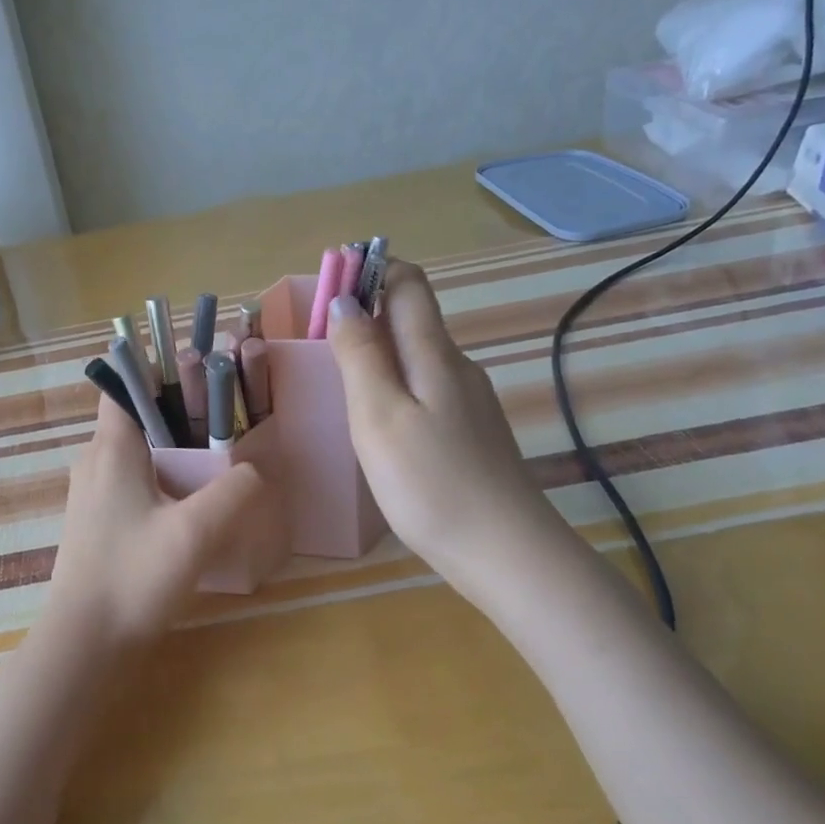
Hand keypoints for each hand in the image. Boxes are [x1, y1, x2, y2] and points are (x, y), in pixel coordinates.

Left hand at [45, 394, 269, 647]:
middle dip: (182, 413)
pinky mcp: (99, 522)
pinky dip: (165, 481)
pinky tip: (195, 505)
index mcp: (111, 449)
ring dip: (176, 451)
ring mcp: (93, 494)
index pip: (125, 385)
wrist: (84, 644)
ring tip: (220, 462)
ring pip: (139, 453)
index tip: (204, 372)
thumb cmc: (133, 577)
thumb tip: (255, 469)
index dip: (160, 370)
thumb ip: (234, 492)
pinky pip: (135, 483)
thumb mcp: (195, 532)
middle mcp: (95, 462)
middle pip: (139, 418)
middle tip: (229, 421)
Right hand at [328, 262, 561, 600]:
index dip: (370, 271)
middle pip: (412, 318)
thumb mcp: (379, 415)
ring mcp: (469, 402)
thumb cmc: (430, 482)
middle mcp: (457, 366)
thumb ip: (360, 355)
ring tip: (340, 384)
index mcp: (434, 353)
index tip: (328, 287)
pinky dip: (395, 388)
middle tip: (319, 344)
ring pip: (418, 358)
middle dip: (366, 314)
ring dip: (378, 354)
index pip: (408, 283)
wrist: (505, 552)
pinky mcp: (471, 433)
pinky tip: (379, 425)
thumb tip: (343, 300)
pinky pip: (426, 390)